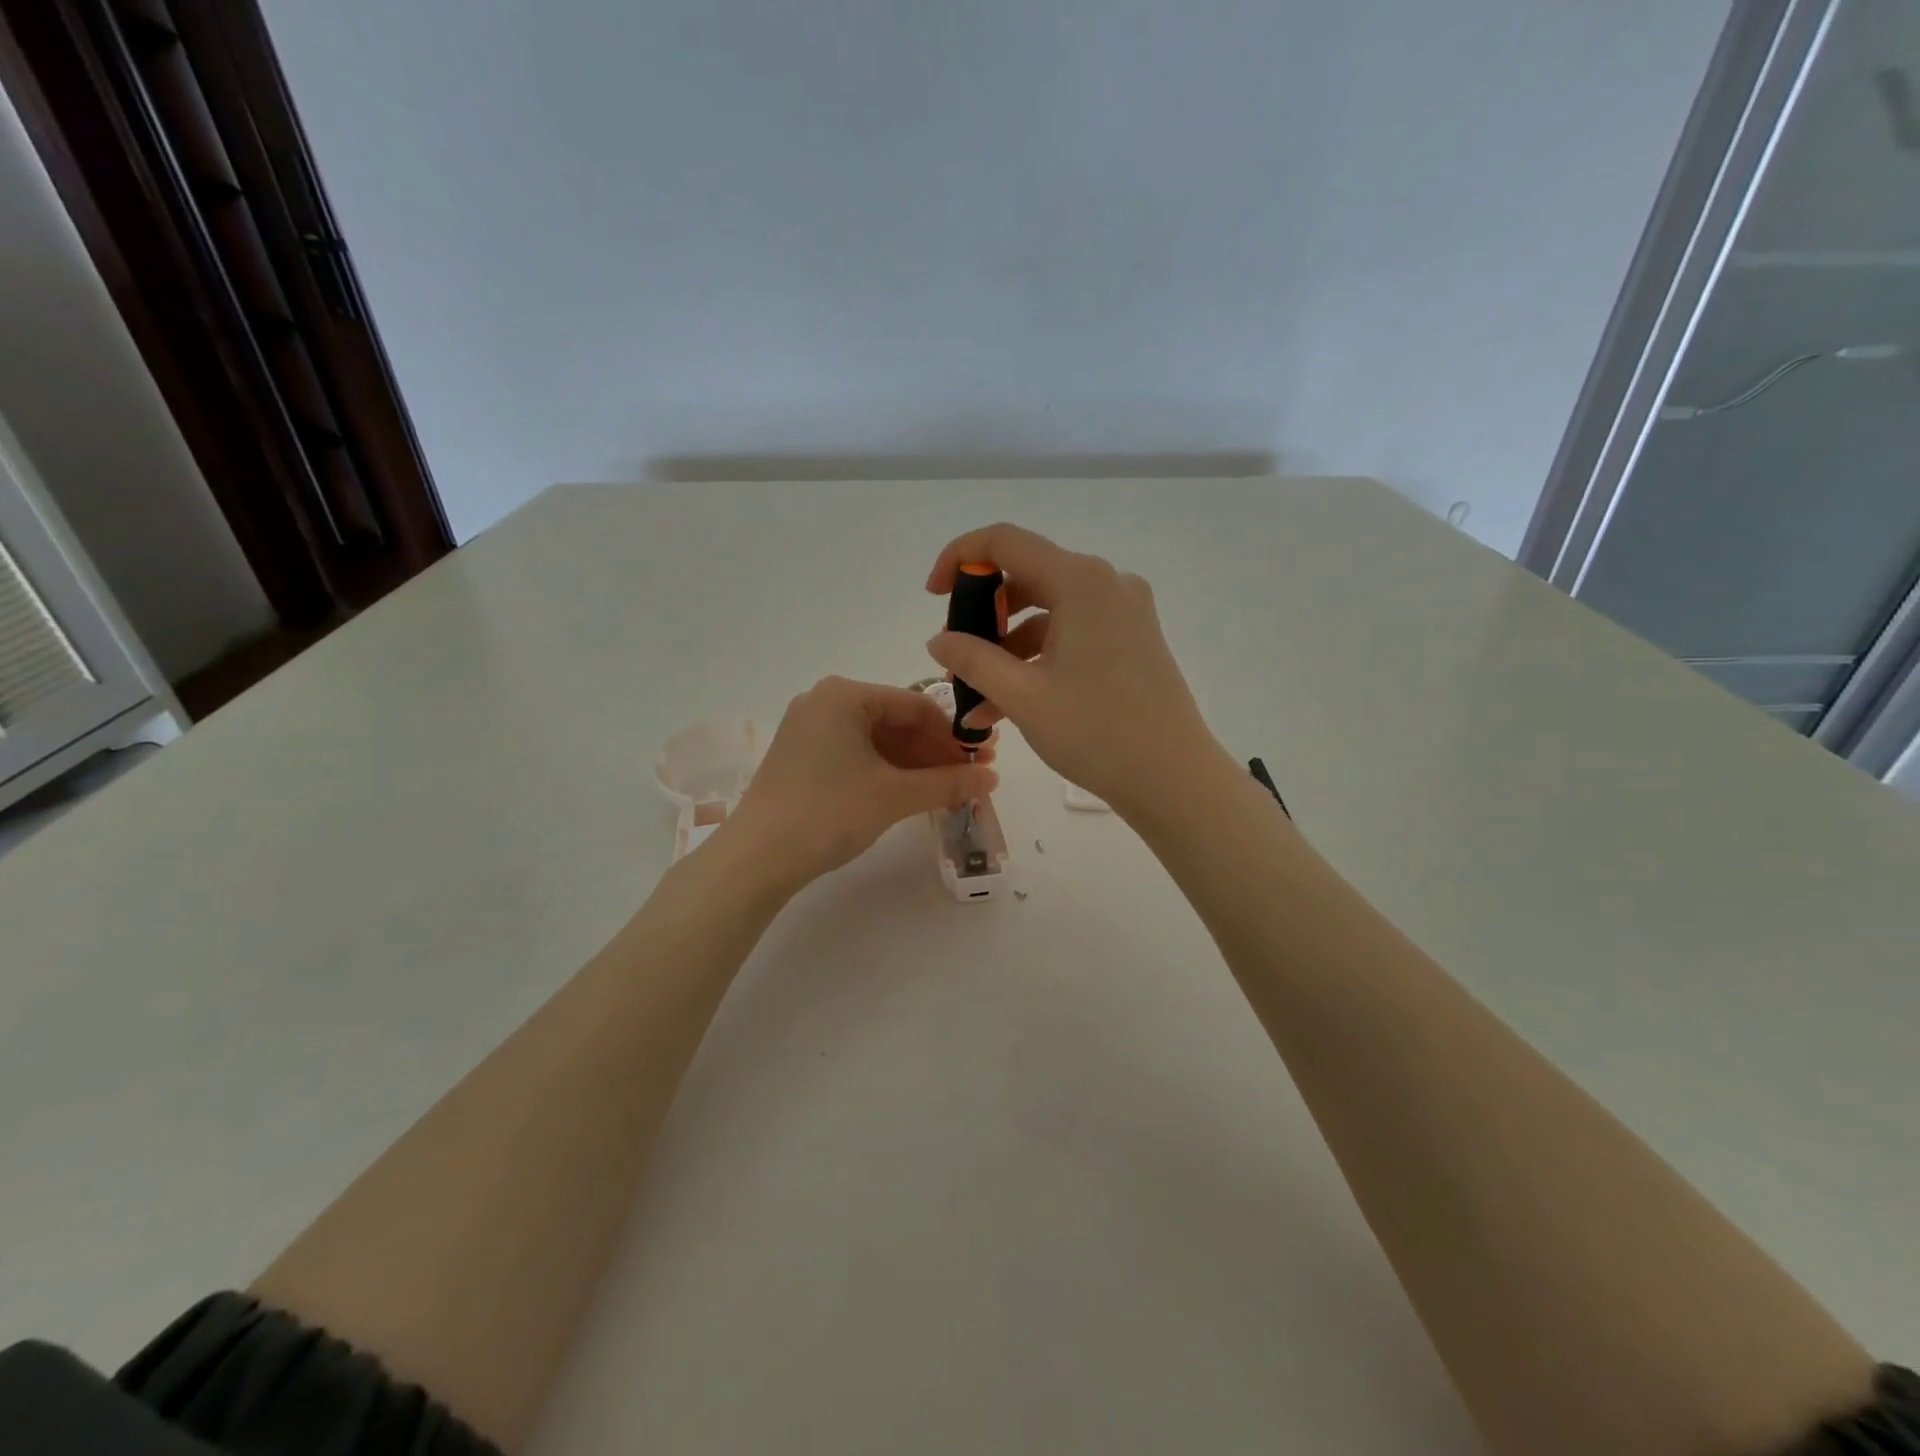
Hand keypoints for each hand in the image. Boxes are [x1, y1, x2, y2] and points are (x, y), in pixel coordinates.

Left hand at [717, 676, 998, 892]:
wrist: (757, 858)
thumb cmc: (829, 813)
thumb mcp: (894, 796)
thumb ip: (947, 783)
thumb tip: (994, 779)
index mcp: (844, 695)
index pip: (916, 705)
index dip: (954, 735)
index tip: (984, 759)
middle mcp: (825, 701)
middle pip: (897, 721)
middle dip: (936, 751)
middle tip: (972, 776)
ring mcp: (810, 728)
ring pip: (878, 740)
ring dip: (915, 764)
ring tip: (949, 789)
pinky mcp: (803, 756)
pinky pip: (857, 753)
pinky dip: (887, 771)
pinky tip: (913, 792)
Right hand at [925, 524, 1230, 821]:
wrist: (1174, 779)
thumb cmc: (1096, 732)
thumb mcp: (1023, 696)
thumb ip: (973, 660)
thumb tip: (938, 640)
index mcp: (1081, 580)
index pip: (1005, 542)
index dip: (959, 558)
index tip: (934, 595)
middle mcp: (1106, 583)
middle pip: (1027, 577)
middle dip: (983, 616)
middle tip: (956, 656)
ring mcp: (1124, 611)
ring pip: (1047, 613)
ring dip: (1006, 649)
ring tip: (976, 700)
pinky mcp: (1132, 639)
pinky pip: (1071, 635)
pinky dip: (1037, 661)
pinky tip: (1006, 706)